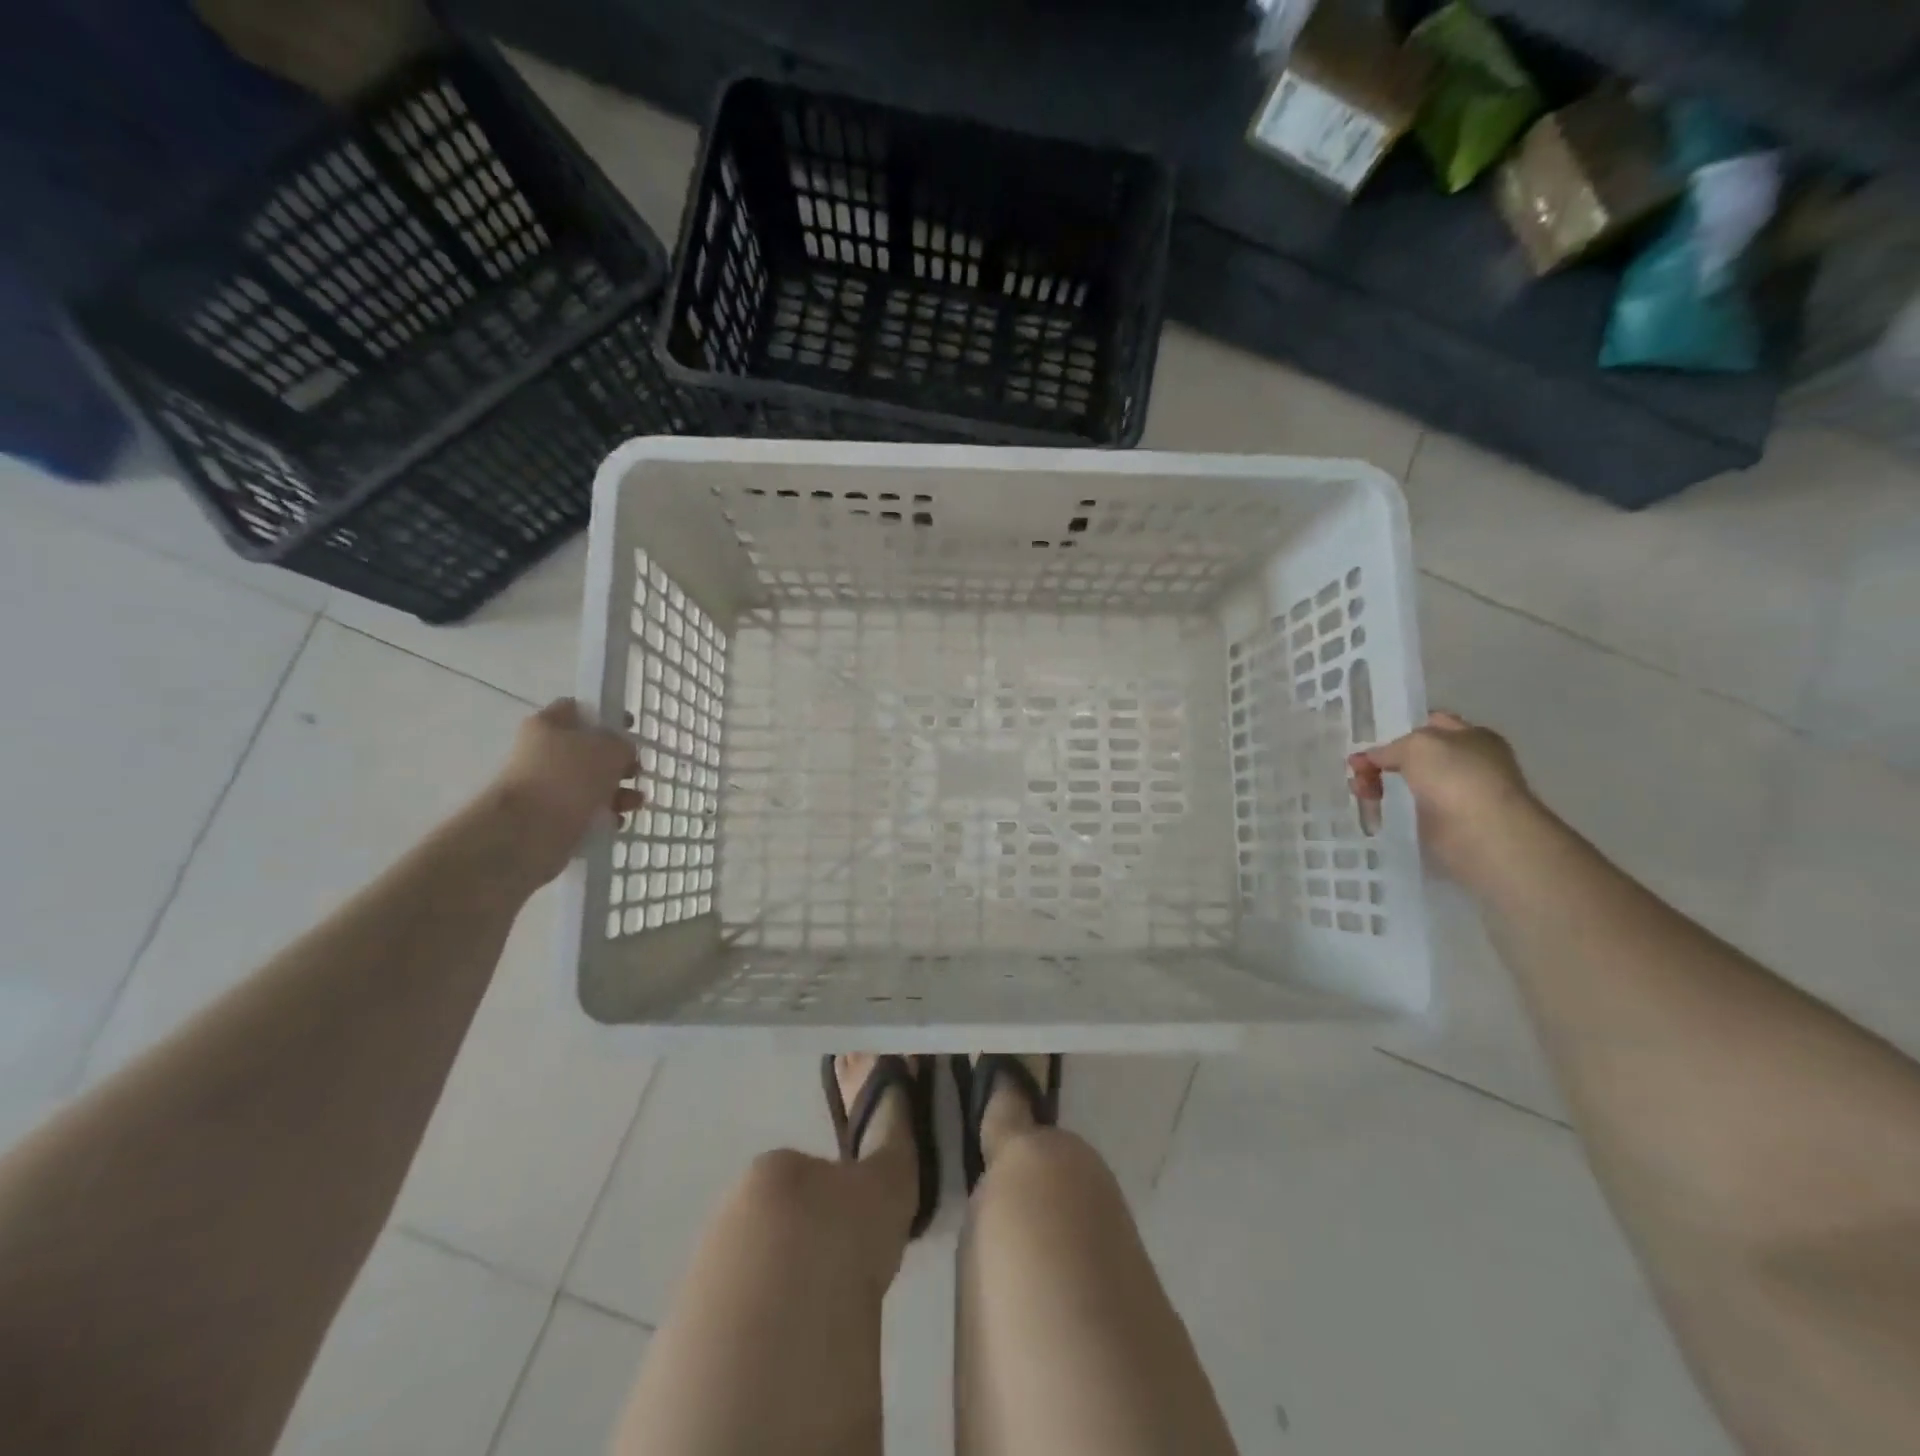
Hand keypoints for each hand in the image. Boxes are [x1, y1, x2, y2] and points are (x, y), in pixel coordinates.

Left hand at [485, 699, 640, 887]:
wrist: (528, 833)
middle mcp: (542, 752)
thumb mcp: (610, 749)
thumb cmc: (569, 778)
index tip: (631, 729)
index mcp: (548, 725)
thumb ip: (622, 744)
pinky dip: (603, 816)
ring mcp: (545, 786)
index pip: (580, 709)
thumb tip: (621, 753)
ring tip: (633, 804)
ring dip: (617, 792)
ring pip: (591, 783)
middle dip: (618, 762)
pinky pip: (585, 811)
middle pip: (589, 750)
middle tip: (636, 772)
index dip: (608, 717)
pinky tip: (616, 822)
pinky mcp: (550, 817)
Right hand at [1348, 711, 1541, 886]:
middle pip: (1412, 756)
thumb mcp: (1417, 745)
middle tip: (1355, 769)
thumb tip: (1369, 758)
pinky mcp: (1441, 825)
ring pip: (1405, 784)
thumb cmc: (1457, 777)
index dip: (1399, 728)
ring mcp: (1454, 796)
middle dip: (1381, 760)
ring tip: (1358, 791)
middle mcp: (1466, 764)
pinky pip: (1405, 811)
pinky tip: (1370, 810)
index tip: (1368, 738)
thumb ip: (1389, 748)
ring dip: (1378, 785)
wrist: (1482, 834)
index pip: (1430, 723)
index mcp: (1471, 737)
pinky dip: (1386, 810)